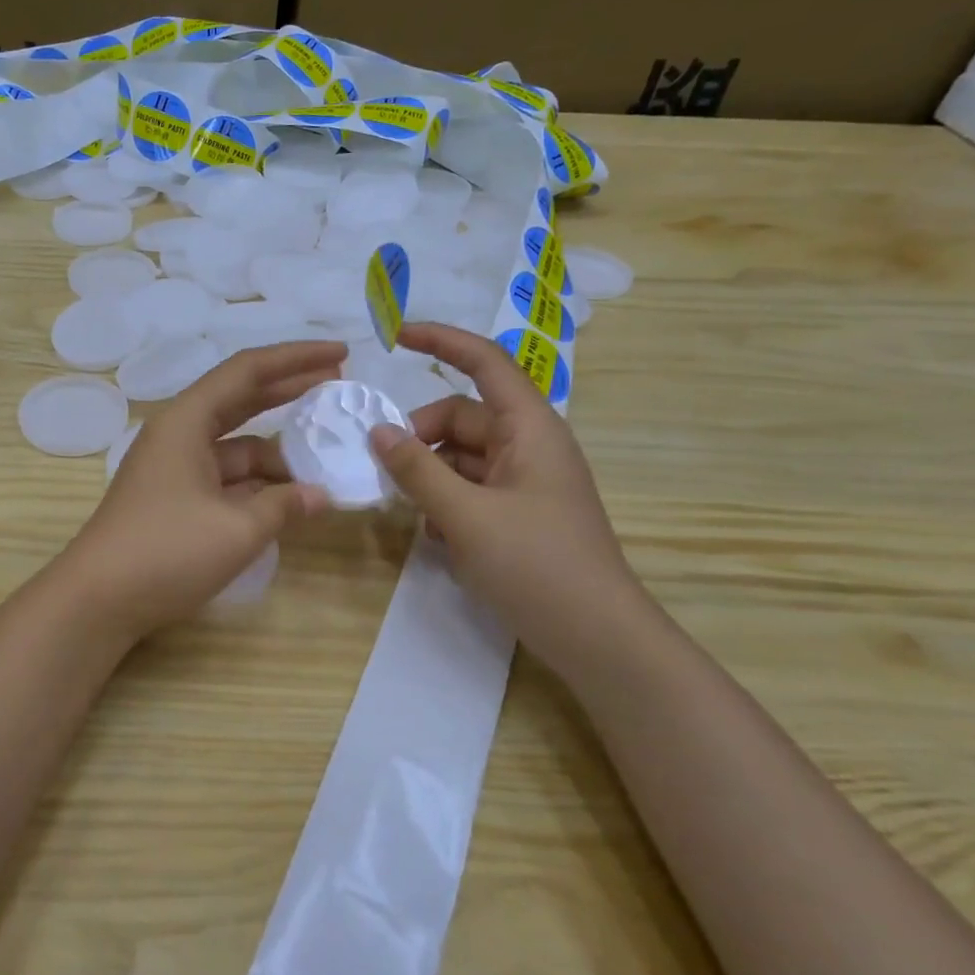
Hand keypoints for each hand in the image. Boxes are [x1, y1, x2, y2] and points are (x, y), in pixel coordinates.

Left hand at [59, 341, 343, 639]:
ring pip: (236, 446)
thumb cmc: (166, 551)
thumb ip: (284, 505)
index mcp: (186, 421)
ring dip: (277, 452)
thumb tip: (320, 496)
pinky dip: (257, 484)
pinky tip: (289, 498)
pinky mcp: (175, 499)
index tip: (340, 353)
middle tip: (338, 384)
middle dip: (289, 391)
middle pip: (241, 399)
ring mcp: (175, 468)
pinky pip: (225, 478)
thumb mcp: (237, 529)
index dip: (296, 358)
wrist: (98, 600)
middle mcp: (179, 434)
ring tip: (324, 462)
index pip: (247, 370)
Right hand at [369, 323, 641, 663]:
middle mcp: (528, 445)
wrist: (597, 638)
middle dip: (419, 435)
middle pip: (461, 417)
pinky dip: (446, 502)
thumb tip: (377, 431)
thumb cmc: (537, 565)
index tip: (395, 336)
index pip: (484, 362)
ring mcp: (525, 481)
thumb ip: (417, 470)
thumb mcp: (466, 516)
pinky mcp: (519, 512)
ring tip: (411, 513)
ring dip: (429, 475)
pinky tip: (438, 538)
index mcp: (529, 428)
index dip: (441, 342)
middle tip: (384, 470)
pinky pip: (471, 488)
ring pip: (461, 456)